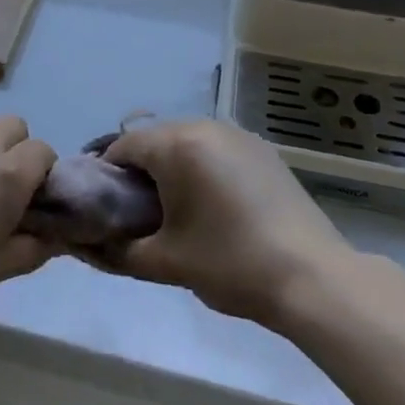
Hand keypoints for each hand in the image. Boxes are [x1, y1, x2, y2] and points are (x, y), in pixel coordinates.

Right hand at [96, 120, 356, 326]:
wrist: (312, 278)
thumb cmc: (230, 263)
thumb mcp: (165, 262)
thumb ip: (119, 250)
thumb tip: (91, 245)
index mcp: (177, 145)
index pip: (123, 146)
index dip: (106, 175)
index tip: (105, 208)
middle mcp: (206, 127)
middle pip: (156, 140)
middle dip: (140, 172)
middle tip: (137, 214)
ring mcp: (239, 136)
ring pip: (188, 143)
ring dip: (173, 169)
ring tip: (176, 212)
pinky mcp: (263, 151)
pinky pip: (216, 150)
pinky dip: (203, 169)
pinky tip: (213, 207)